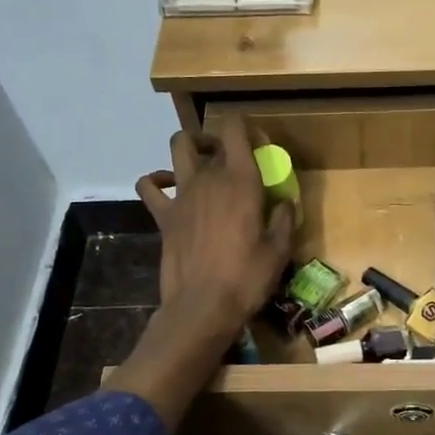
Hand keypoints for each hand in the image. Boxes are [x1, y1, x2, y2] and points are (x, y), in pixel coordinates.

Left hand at [107, 117, 295, 431]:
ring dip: (189, 147)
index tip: (256, 143)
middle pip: (208, 139)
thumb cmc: (247, 278)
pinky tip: (168, 187)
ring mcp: (181, 194)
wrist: (202, 307)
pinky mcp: (163, 215)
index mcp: (240, 181)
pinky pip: (149, 185)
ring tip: (200, 164)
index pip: (236, 129)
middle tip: (230, 159)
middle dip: (219, 141)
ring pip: (178, 148)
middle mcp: (208, 178)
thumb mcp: (279, 251)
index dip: (245, 127)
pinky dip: (156, 179)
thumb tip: (285, 202)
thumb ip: (284, 219)